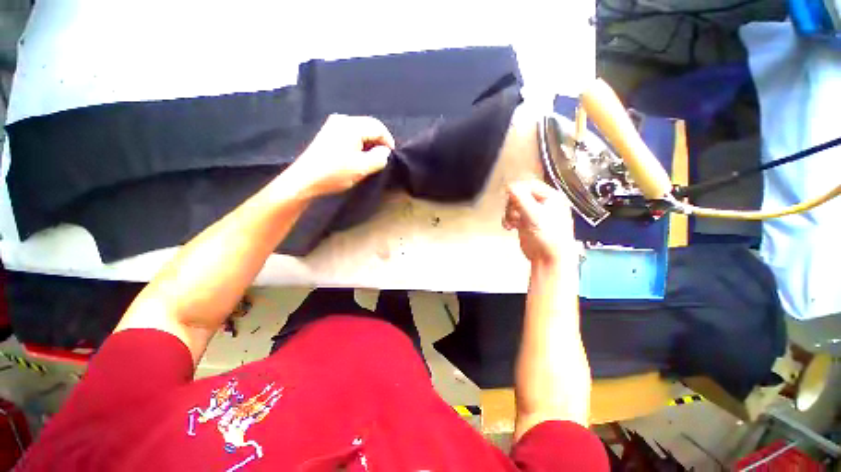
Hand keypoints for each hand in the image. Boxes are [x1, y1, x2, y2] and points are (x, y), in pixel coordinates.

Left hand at [291, 114, 394, 195]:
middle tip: (382, 158)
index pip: (378, 127)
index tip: (391, 156)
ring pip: (360, 130)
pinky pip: (350, 133)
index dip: (388, 141)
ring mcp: (333, 125)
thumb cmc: (335, 173)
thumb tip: (385, 152)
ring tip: (372, 158)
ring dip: (369, 142)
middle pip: (369, 126)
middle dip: (379, 141)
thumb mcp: (362, 168)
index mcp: (351, 125)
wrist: (305, 180)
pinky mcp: (328, 133)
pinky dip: (359, 143)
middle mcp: (342, 119)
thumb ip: (379, 158)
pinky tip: (358, 155)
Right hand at [503, 179, 576, 263]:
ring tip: (510, 223)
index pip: (530, 185)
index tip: (506, 196)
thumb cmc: (547, 235)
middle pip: (520, 195)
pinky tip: (508, 227)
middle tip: (511, 214)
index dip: (517, 190)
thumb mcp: (534, 215)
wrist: (549, 258)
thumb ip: (521, 199)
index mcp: (551, 197)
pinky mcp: (526, 222)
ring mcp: (534, 213)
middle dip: (512, 204)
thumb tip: (508, 186)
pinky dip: (508, 220)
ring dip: (508, 213)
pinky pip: (513, 215)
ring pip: (515, 205)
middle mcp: (543, 202)